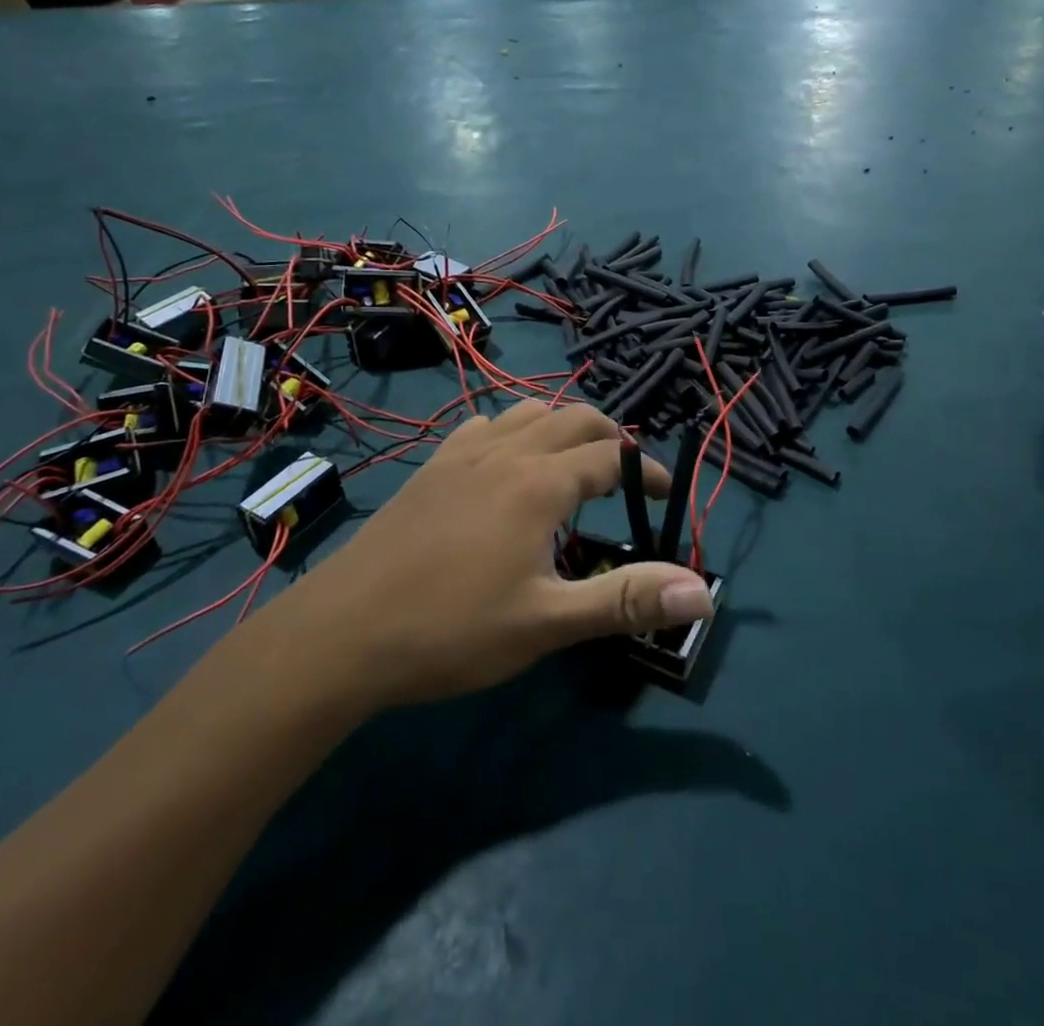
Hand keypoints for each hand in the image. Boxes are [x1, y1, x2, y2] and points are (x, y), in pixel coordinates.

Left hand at [272, 403, 715, 709]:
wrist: (343, 631)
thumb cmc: (452, 630)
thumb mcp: (547, 623)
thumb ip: (625, 600)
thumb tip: (701, 588)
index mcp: (541, 482)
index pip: (614, 456)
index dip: (647, 471)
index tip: (663, 496)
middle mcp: (507, 452)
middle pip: (575, 417)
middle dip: (610, 437)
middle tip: (625, 476)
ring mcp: (463, 454)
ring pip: (528, 412)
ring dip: (562, 427)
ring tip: (573, 466)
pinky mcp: (432, 466)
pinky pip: (485, 426)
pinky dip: (512, 432)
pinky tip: (505, 466)